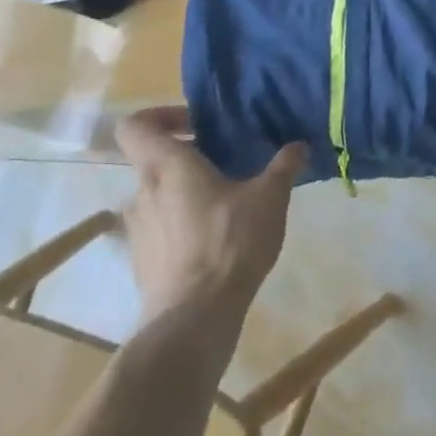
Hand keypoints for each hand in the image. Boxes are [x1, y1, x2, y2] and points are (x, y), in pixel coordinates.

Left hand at [115, 107, 306, 322]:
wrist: (193, 319)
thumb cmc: (230, 243)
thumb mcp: (270, 197)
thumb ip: (284, 166)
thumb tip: (299, 145)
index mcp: (167, 167)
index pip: (136, 125)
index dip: (161, 116)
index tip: (197, 125)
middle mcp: (142, 192)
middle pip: (153, 159)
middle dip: (188, 156)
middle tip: (226, 163)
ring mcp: (137, 230)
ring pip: (157, 194)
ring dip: (185, 192)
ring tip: (225, 203)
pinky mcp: (141, 261)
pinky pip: (159, 227)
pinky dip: (181, 223)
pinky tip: (215, 239)